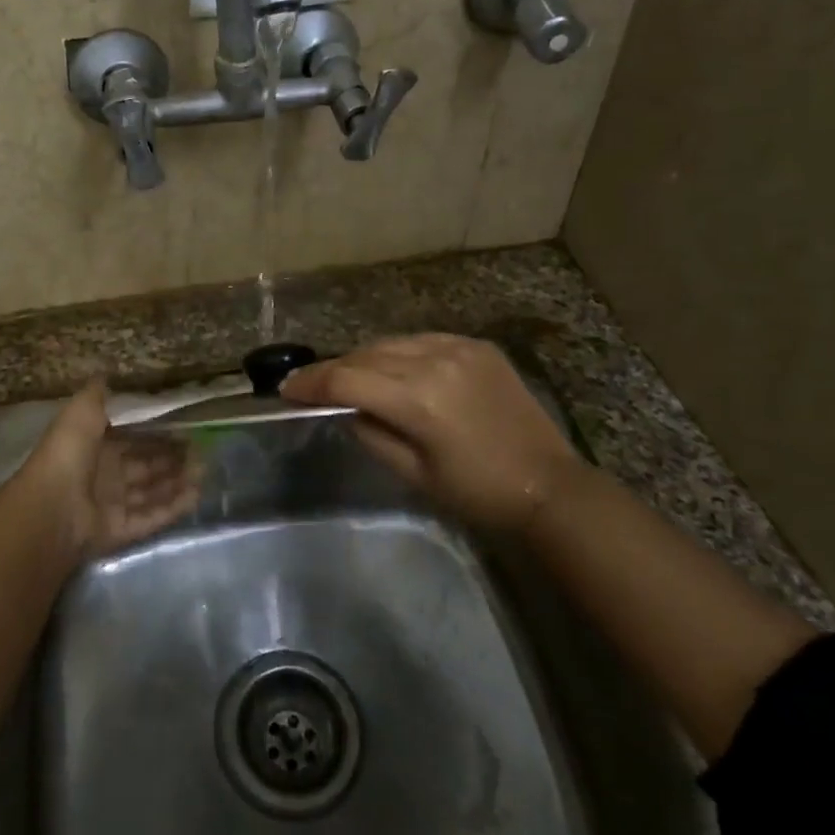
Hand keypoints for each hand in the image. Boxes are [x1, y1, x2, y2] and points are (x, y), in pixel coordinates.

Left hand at [12, 381, 199, 559]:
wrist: (51, 509)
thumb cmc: (67, 455)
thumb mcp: (80, 413)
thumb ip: (96, 396)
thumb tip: (107, 375)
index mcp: (93, 447)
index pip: (131, 440)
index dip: (156, 434)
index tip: (185, 428)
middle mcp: (103, 476)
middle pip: (144, 467)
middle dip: (171, 459)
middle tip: (201, 450)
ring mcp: (111, 506)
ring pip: (150, 492)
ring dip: (176, 482)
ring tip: (204, 471)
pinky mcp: (119, 532)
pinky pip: (150, 517)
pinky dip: (172, 508)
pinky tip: (195, 495)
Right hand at [281, 334, 587, 531]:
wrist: (548, 487)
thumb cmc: (476, 493)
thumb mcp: (412, 474)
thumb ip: (370, 433)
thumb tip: (344, 409)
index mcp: (418, 399)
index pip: (347, 380)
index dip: (310, 384)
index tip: (285, 389)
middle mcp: (435, 361)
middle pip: (365, 355)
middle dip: (333, 370)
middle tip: (310, 385)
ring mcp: (459, 347)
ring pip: (392, 342)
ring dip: (364, 358)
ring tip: (349, 377)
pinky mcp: (477, 345)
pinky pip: (422, 340)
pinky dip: (400, 352)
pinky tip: (394, 369)